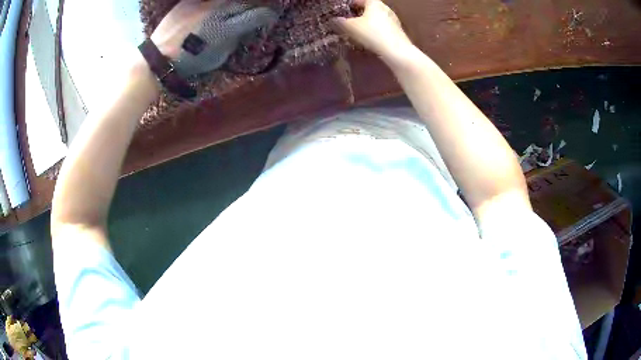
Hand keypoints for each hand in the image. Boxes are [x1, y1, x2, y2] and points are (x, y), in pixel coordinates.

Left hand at [158, 1, 277, 76]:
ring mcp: (202, 4)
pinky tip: (211, 11)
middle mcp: (217, 11)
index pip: (256, 15)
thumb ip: (233, 40)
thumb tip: (242, 29)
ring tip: (229, 12)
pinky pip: (207, 0)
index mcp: (225, 29)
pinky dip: (214, 4)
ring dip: (232, 5)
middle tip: (250, 13)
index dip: (266, 16)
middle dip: (250, 7)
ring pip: (226, 0)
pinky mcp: (189, 1)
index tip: (268, 17)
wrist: (158, 58)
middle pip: (243, 3)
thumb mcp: (217, 58)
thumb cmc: (189, 62)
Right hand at [332, 0, 413, 60]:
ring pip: (375, 19)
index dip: (348, 6)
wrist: (396, 51)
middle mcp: (385, 8)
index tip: (342, 13)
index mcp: (374, 3)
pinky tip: (370, 40)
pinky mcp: (397, 31)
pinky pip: (382, 28)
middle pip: (368, 10)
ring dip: (367, 24)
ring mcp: (393, 20)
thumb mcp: (351, 27)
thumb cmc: (372, 33)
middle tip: (348, 23)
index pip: (358, 0)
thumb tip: (334, 20)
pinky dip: (375, 32)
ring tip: (357, 33)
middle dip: (358, 16)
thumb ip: (340, 22)